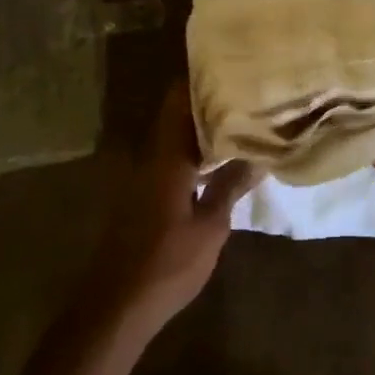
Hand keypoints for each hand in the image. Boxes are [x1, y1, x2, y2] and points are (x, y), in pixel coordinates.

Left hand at [82, 82, 258, 336]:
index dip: (200, 80)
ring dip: (199, 126)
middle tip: (243, 92)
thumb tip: (258, 155)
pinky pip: (169, 157)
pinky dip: (191, 149)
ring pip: (172, 136)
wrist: (117, 306)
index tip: (229, 67)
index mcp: (166, 157)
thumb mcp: (210, 227)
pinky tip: (217, 158)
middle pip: (175, 114)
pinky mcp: (141, 195)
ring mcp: (142, 177)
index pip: (178, 101)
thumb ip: (230, 186)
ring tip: (238, 118)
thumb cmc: (167, 264)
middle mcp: (150, 158)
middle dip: (206, 100)